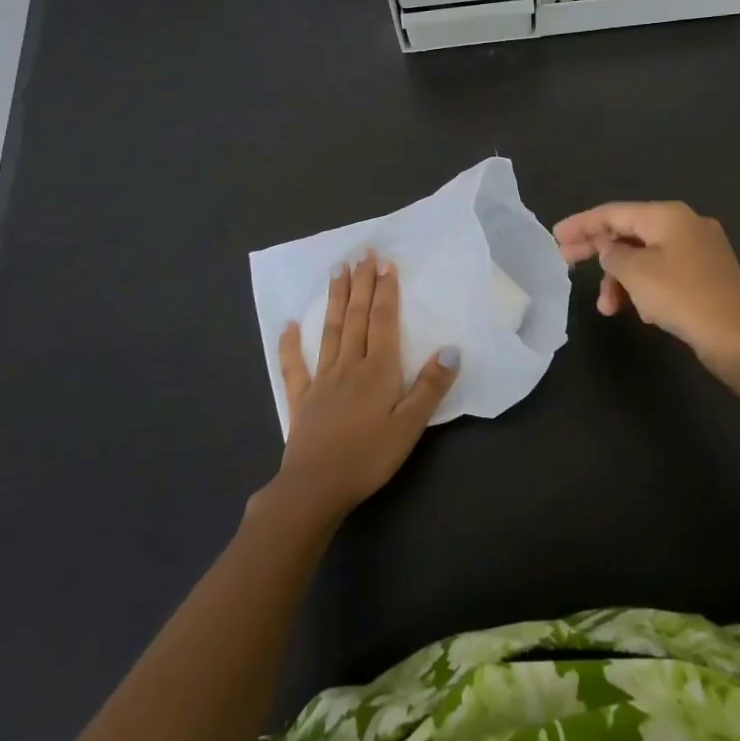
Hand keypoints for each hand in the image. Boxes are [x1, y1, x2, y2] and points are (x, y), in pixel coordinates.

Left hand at [271, 251, 457, 521]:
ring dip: (335, 299)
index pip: (383, 321)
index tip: (386, 263)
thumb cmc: (369, 457)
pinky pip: (295, 366)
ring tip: (337, 270)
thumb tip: (451, 348)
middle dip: (361, 283)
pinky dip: (290, 344)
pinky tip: (288, 324)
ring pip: (331, 331)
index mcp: (378, 370)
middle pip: (356, 317)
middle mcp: (349, 365)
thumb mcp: (410, 426)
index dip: (385, 291)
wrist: (316, 487)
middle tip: (363, 253)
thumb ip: (430, 386)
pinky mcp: (301, 398)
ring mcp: (322, 379)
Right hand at [553, 201, 739, 383]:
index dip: (582, 224)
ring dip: (622, 279)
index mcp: (669, 215)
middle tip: (566, 262)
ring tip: (608, 308)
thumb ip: (613, 255)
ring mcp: (699, 250)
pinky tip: (641, 312)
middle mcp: (685, 225)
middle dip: (598, 250)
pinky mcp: (706, 276)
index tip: (555, 237)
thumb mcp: (637, 274)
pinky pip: (664, 273)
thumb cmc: (683, 297)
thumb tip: (609, 248)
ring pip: (646, 257)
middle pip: (629, 232)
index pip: (614, 212)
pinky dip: (645, 287)